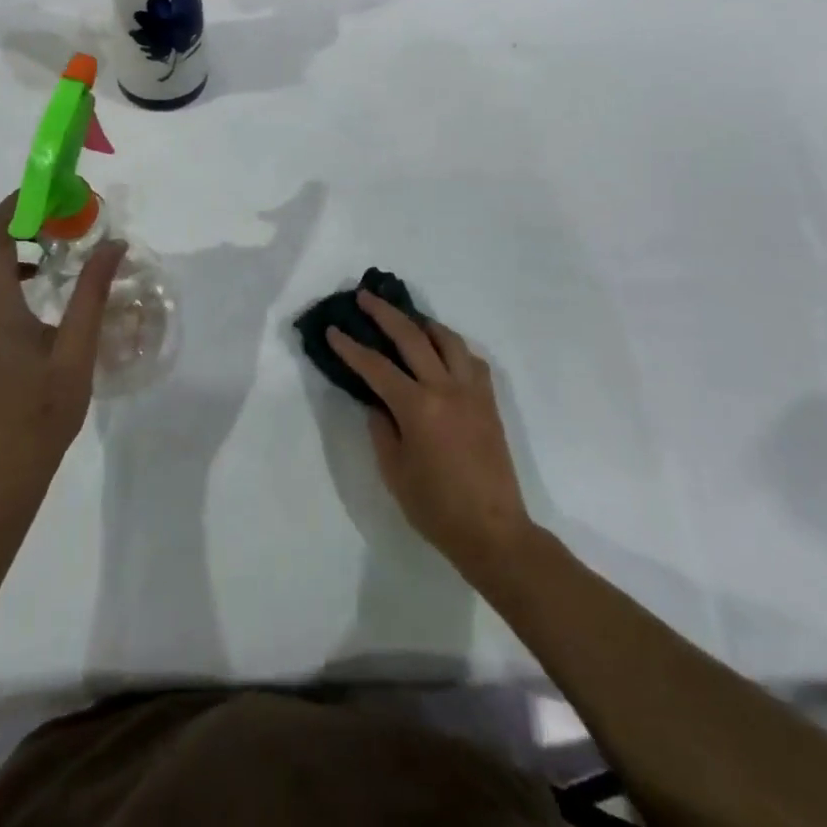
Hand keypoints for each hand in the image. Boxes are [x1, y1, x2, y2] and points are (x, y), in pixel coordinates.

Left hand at [0, 195, 124, 497]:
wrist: (7, 462)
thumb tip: (114, 244)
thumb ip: (93, 292)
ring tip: (52, 242)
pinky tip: (37, 279)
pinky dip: (0, 265)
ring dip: (5, 241)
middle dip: (12, 219)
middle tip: (58, 218)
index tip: (56, 196)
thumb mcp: (78, 348)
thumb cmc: (46, 408)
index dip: (18, 207)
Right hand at [328, 292, 534, 578]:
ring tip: (407, 318)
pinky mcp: (488, 401)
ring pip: (448, 339)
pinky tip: (442, 353)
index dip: (351, 347)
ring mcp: (472, 391)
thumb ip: (382, 428)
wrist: (493, 531)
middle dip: (385, 313)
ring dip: (423, 323)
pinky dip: (452, 348)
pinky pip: (470, 360)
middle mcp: (446, 388)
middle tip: (365, 296)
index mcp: (418, 407)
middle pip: (412, 337)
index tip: (333, 330)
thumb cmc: (436, 507)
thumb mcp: (394, 470)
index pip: (376, 367)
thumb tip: (378, 401)